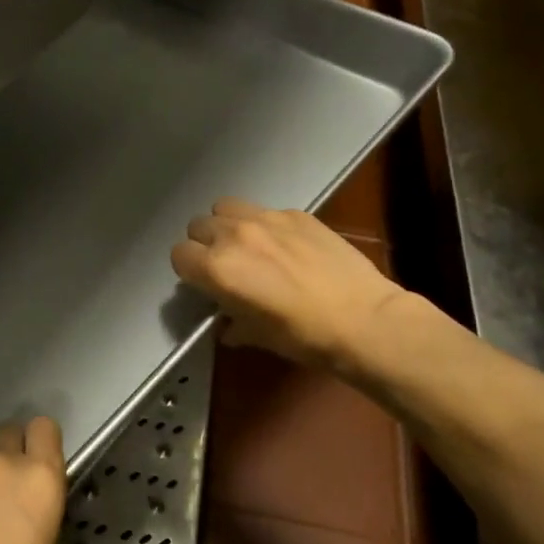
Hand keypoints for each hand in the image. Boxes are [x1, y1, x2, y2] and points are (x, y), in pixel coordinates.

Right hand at [171, 198, 407, 375]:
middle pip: (198, 226)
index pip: (179, 255)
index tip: (204, 284)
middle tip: (226, 265)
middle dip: (206, 245)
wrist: (364, 320)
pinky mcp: (296, 213)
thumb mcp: (258, 336)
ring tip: (249, 245)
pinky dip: (265, 225)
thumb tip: (227, 323)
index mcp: (217, 268)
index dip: (189, 271)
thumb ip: (233, 323)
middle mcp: (234, 236)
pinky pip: (265, 211)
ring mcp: (266, 219)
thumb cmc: (304, 336)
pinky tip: (287, 246)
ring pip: (226, 207)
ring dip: (228, 225)